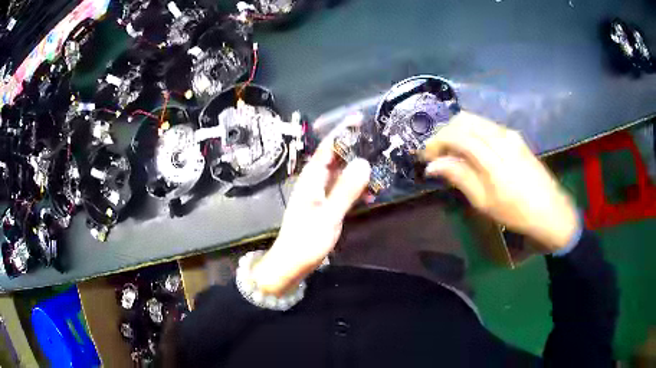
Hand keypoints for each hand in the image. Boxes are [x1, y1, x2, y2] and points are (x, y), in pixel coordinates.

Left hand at [252, 116, 370, 295]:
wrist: (291, 263)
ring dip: (357, 170)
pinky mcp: (323, 206)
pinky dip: (355, 189)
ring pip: (340, 174)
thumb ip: (346, 189)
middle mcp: (314, 182)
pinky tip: (369, 195)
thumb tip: (364, 162)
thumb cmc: (306, 240)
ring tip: (378, 169)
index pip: (327, 148)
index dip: (342, 132)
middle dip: (354, 148)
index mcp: (311, 179)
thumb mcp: (329, 215)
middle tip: (376, 142)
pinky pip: (341, 190)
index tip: (358, 119)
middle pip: (335, 158)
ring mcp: (318, 195)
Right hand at [421, 111, 577, 252]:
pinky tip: (469, 149)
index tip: (425, 156)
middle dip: (445, 132)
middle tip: (436, 153)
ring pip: (475, 120)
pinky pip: (486, 125)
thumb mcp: (485, 201)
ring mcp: (509, 134)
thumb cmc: (516, 212)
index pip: (458, 136)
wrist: (550, 209)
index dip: (437, 142)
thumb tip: (433, 166)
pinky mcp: (515, 136)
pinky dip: (471, 132)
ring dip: (457, 131)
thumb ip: (459, 177)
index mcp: (494, 158)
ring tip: (450, 152)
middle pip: (464, 120)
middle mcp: (501, 137)